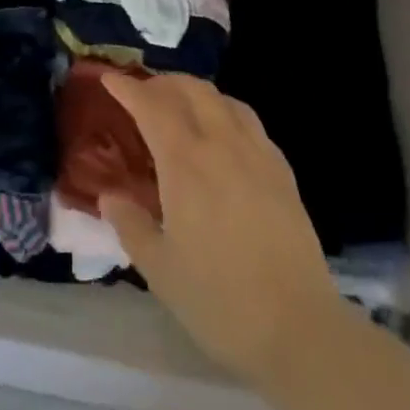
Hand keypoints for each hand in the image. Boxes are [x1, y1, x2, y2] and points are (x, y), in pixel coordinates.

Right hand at [98, 73, 336, 391]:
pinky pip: (249, 121)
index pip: (151, 106)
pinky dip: (226, 111)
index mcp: (185, 163)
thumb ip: (130, 224)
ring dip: (195, 92)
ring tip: (180, 106)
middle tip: (142, 94)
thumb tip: (109, 196)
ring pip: (223, 99)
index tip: (109, 79)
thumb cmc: (220, 301)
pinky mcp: (282, 171)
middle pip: (190, 90)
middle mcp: (221, 145)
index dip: (127, 88)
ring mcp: (257, 154)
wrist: (300, 330)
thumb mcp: (159, 268)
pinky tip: (222, 134)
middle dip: (162, 83)